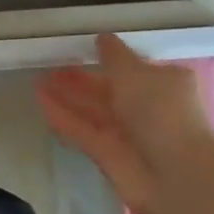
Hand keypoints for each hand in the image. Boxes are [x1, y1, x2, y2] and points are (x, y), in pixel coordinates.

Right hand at [36, 33, 213, 213]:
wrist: (175, 175)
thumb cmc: (162, 111)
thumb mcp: (136, 72)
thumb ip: (114, 55)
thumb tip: (102, 38)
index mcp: (164, 84)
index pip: (134, 68)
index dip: (109, 58)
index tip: (82, 48)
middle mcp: (147, 108)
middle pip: (108, 89)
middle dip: (81, 78)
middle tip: (51, 63)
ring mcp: (127, 133)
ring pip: (92, 110)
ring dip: (67, 96)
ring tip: (38, 79)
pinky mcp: (107, 154)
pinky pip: (81, 130)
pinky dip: (63, 116)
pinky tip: (40, 100)